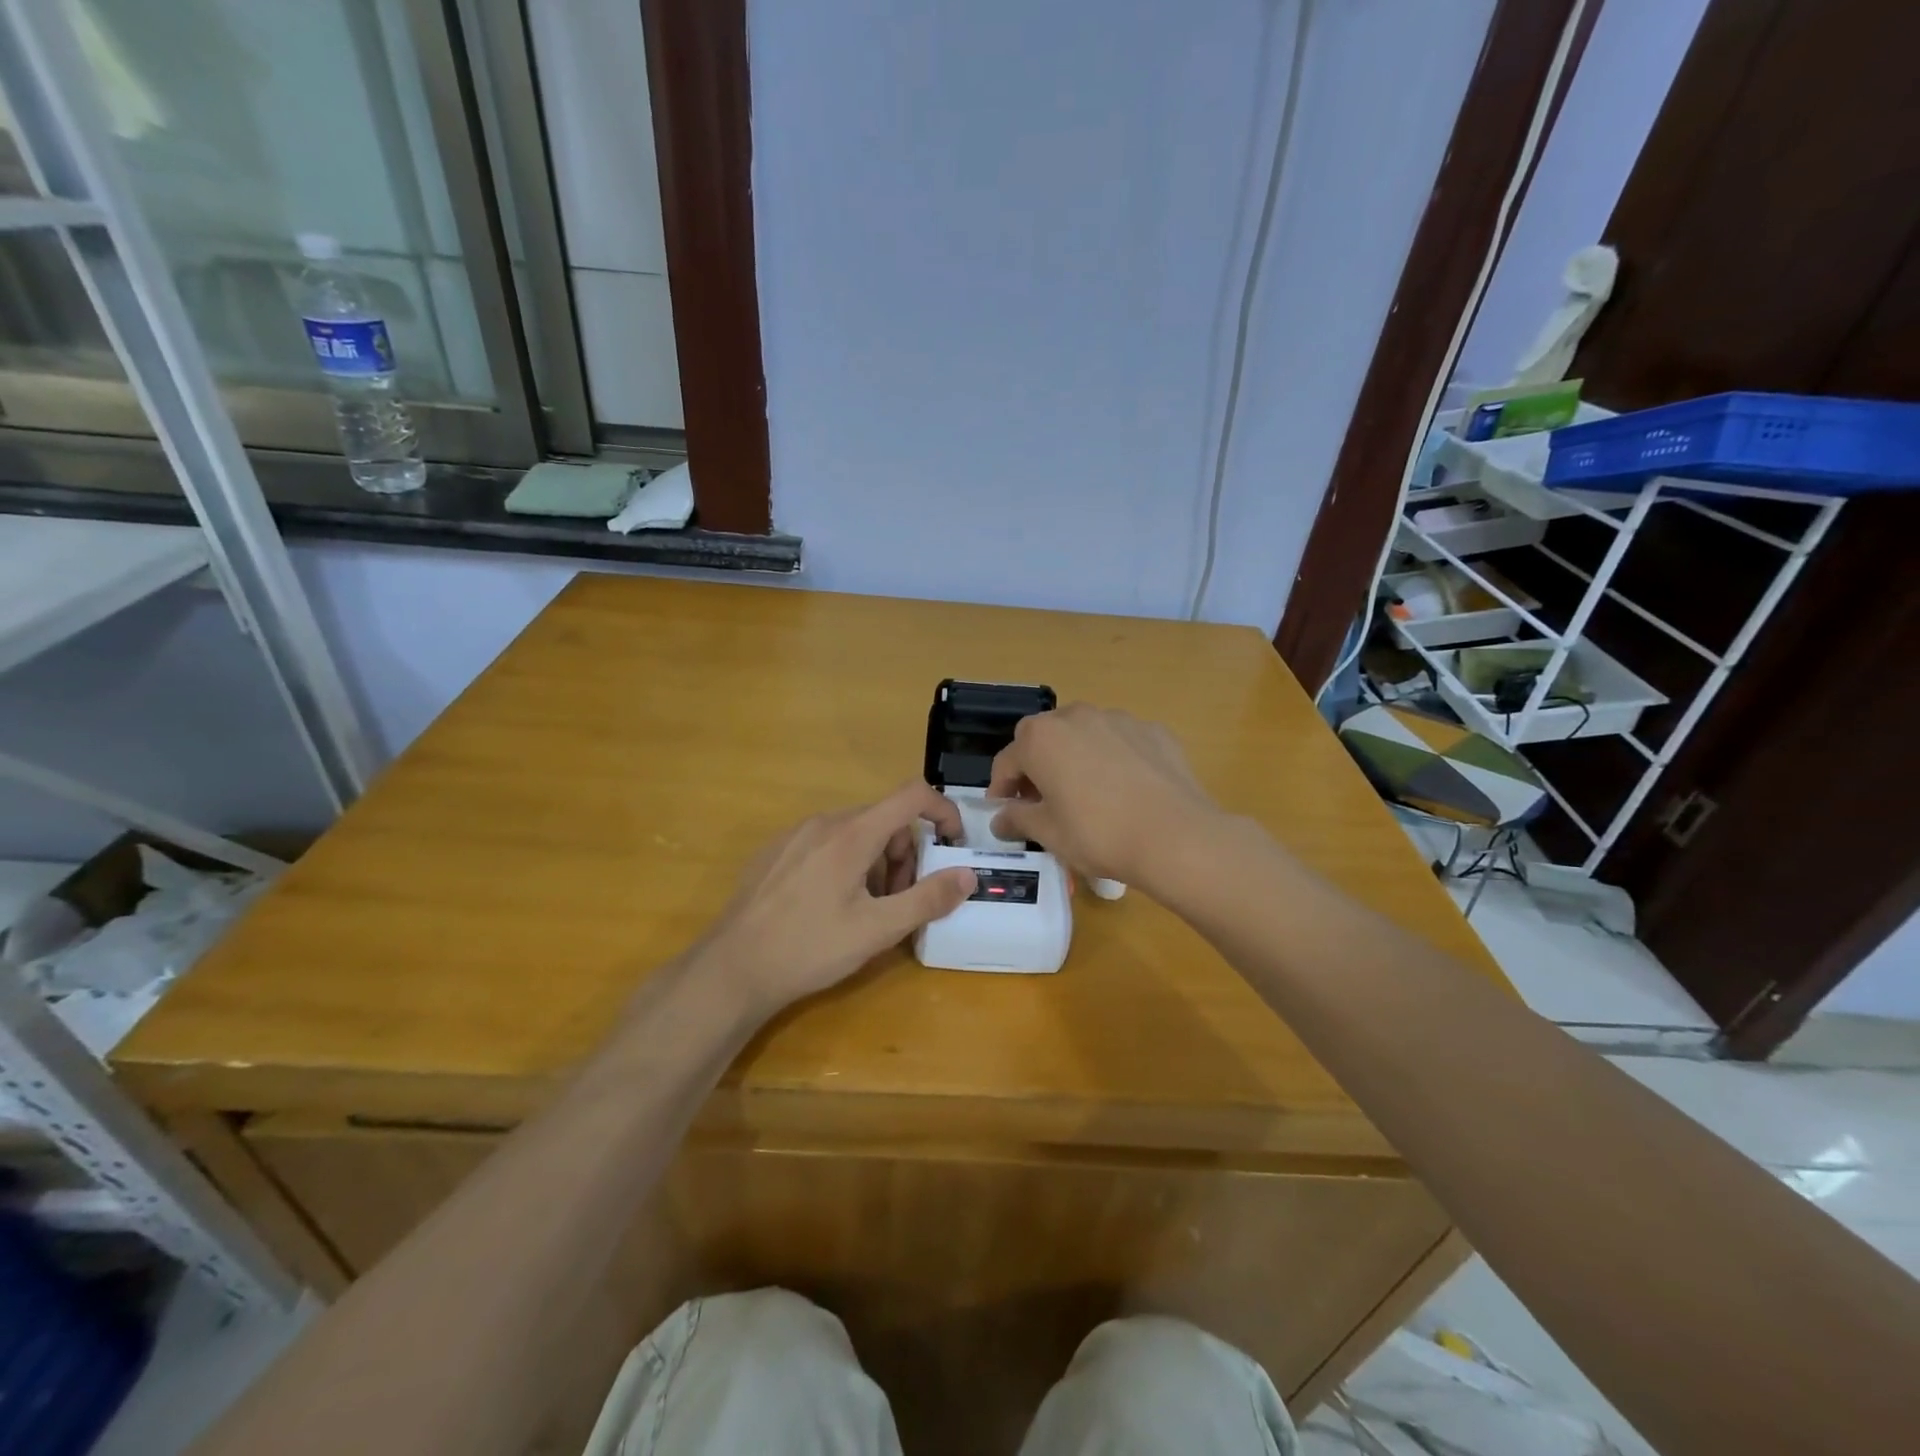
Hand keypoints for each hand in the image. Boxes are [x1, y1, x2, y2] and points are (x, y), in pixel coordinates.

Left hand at [692, 781, 975, 1016]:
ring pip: (855, 833)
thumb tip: (968, 875)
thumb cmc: (810, 948)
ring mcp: (794, 835)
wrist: (732, 969)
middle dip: (906, 853)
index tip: (953, 846)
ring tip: (866, 909)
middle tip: (903, 899)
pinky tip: (830, 908)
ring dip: (877, 862)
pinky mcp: (775, 852)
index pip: (912, 795)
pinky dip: (846, 864)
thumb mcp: (877, 930)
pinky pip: (825, 844)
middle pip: (884, 819)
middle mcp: (823, 822)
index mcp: (852, 834)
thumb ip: (928, 899)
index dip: (943, 811)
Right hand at [987, 704, 1221, 889]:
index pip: (1008, 761)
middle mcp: (1076, 716)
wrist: (1177, 837)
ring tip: (1086, 793)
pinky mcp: (1154, 731)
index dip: (1001, 788)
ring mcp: (1119, 719)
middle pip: (1044, 738)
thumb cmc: (1099, 834)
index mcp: (1042, 739)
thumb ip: (1019, 819)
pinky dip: (1114, 758)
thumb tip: (1001, 818)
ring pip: (1084, 734)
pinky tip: (1126, 790)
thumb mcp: (1049, 834)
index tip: (1005, 812)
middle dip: (1037, 766)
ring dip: (1075, 757)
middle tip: (1043, 801)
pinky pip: (1121, 741)